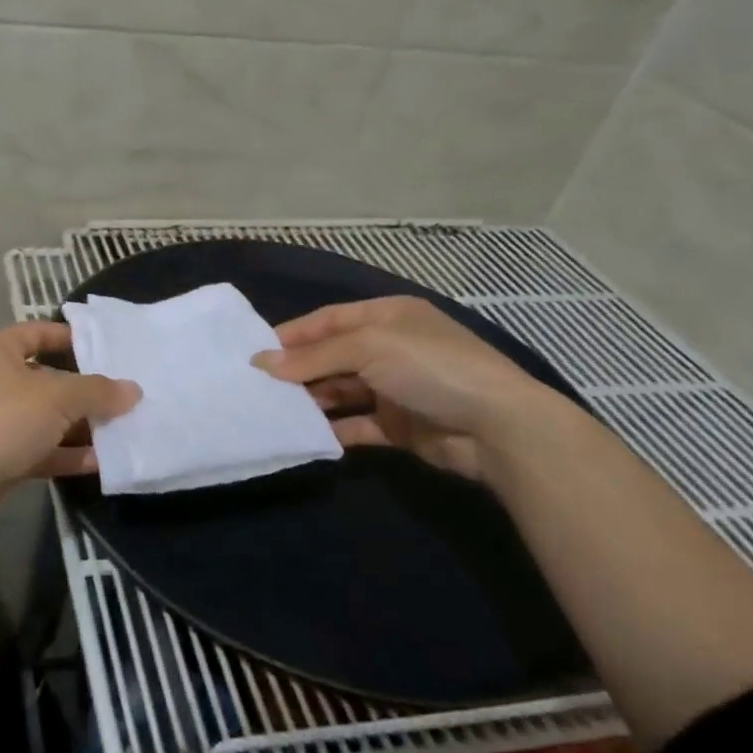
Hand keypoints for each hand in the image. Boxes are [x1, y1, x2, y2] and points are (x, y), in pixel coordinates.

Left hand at [0, 322, 140, 499]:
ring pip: (45, 417)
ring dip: (81, 425)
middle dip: (86, 389)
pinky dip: (67, 454)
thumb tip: (133, 390)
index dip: (74, 338)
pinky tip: (103, 463)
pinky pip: (39, 449)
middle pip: (48, 377)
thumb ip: (97, 391)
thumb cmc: (1, 422)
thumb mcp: (57, 398)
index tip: (110, 349)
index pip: (40, 332)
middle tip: (128, 394)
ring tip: (125, 429)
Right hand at [255, 296, 563, 481]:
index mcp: (387, 317)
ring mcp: (394, 388)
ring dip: (311, 399)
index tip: (255, 352)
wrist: (498, 428)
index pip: (328, 320)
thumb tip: (262, 363)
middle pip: (331, 356)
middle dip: (297, 369)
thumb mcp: (369, 348)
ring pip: (340, 390)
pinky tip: (305, 435)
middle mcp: (389, 349)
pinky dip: (332, 429)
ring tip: (273, 410)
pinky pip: (356, 424)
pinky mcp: (398, 426)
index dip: (293, 335)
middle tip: (257, 385)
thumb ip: (314, 357)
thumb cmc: (431, 368)